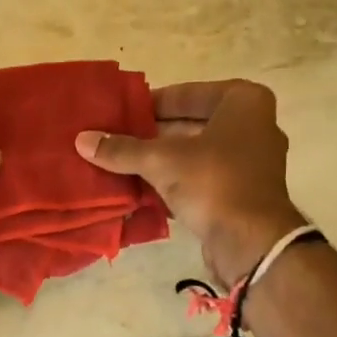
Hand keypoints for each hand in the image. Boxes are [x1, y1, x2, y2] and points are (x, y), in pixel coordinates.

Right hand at [77, 79, 306, 287]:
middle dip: (154, 134)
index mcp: (244, 102)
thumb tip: (81, 140)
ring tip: (122, 163)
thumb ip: (122, 149)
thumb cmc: (213, 181)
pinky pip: (203, 179)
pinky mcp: (244, 193)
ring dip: (163, 160)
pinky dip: (176, 182)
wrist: (252, 242)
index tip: (122, 114)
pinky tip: (142, 190)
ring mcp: (252, 162)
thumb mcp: (161, 161)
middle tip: (117, 139)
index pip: (187, 93)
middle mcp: (254, 126)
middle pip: (192, 123)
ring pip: (197, 153)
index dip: (152, 104)